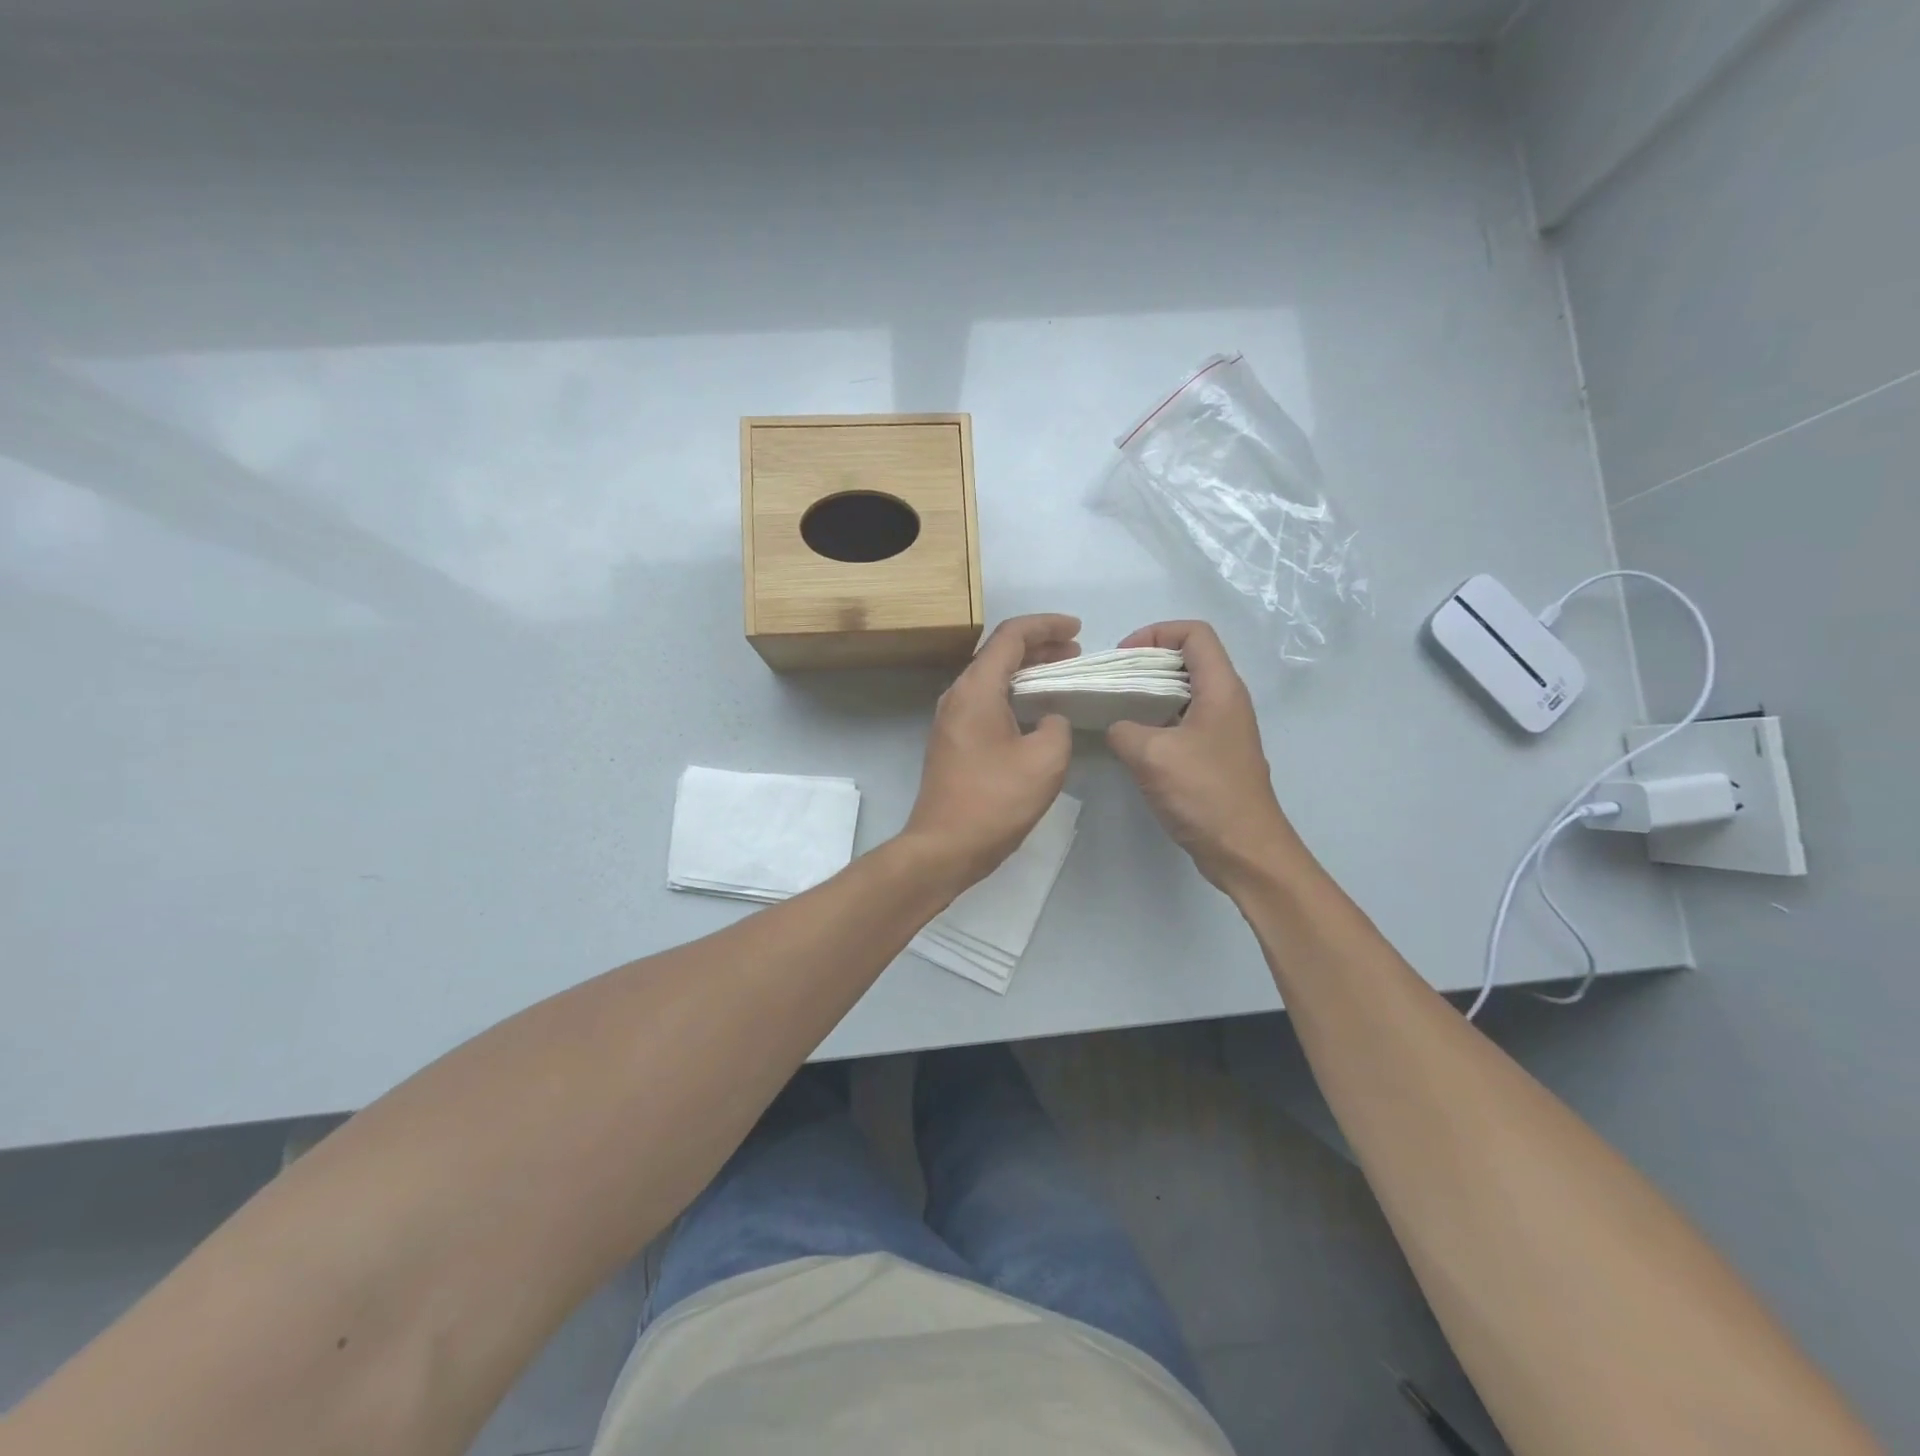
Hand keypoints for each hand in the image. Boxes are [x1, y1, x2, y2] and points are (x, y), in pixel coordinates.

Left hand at [903, 614, 1078, 887]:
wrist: (944, 846)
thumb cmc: (995, 801)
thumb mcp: (1045, 760)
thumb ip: (1058, 726)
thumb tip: (1049, 719)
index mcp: (976, 689)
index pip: (1011, 636)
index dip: (1047, 626)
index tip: (1078, 629)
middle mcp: (958, 695)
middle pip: (999, 653)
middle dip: (1039, 645)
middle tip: (1075, 650)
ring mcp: (951, 719)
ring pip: (992, 678)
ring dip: (1026, 670)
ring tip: (1061, 673)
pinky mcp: (952, 740)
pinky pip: (986, 701)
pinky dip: (1014, 694)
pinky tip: (1037, 709)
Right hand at [1106, 621, 1305, 890]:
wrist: (1245, 850)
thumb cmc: (1204, 794)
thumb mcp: (1151, 755)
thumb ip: (1124, 729)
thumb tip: (1117, 726)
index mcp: (1221, 689)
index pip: (1194, 633)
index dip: (1156, 633)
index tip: (1123, 657)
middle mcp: (1227, 701)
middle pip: (1188, 659)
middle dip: (1146, 663)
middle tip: (1111, 684)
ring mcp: (1223, 729)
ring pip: (1184, 692)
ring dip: (1149, 694)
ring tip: (1116, 710)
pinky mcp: (1215, 755)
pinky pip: (1183, 721)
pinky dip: (1157, 721)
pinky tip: (1132, 743)